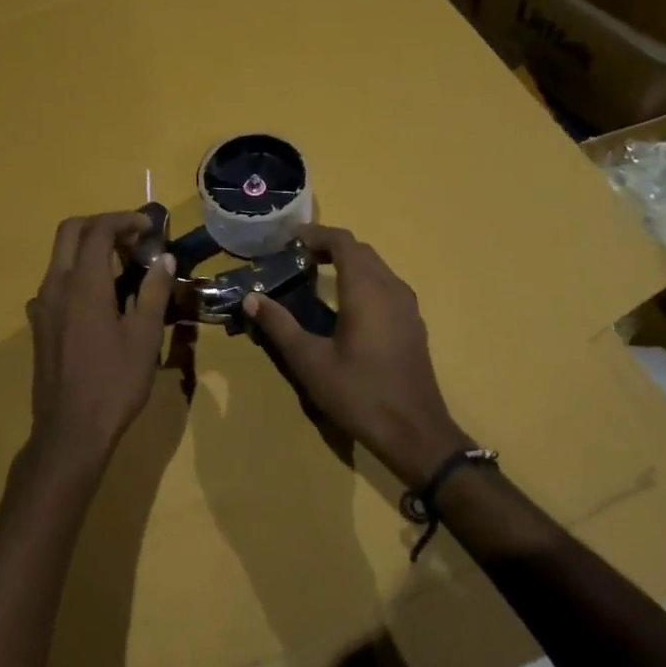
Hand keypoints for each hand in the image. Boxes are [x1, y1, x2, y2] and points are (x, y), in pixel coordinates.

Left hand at [25, 213, 175, 473]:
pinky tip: (102, 300)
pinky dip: (79, 274)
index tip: (149, 228)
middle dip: (102, 225)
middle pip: (70, 232)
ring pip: (60, 257)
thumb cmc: (114, 383)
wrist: (70, 430)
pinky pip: (56, 283)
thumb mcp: (145, 337)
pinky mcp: (39, 325)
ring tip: (124, 266)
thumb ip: (154, 291)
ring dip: (89, 249)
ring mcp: (41, 306)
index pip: (98, 230)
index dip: (124, 220)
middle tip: (133, 238)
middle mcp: (55, 286)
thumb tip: (163, 259)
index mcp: (83, 284)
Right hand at [242, 224, 469, 485]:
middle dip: (329, 246)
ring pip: (377, 268)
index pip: (343, 242)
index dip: (315, 234)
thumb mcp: (310, 362)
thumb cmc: (359, 394)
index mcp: (367, 291)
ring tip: (316, 274)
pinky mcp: (412, 325)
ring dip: (348, 262)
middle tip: (296, 256)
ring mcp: (407, 307)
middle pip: (362, 251)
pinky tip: (345, 305)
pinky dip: (363, 280)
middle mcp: (392, 289)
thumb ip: (280, 326)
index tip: (289, 238)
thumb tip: (252, 298)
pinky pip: (386, 286)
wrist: (414, 432)